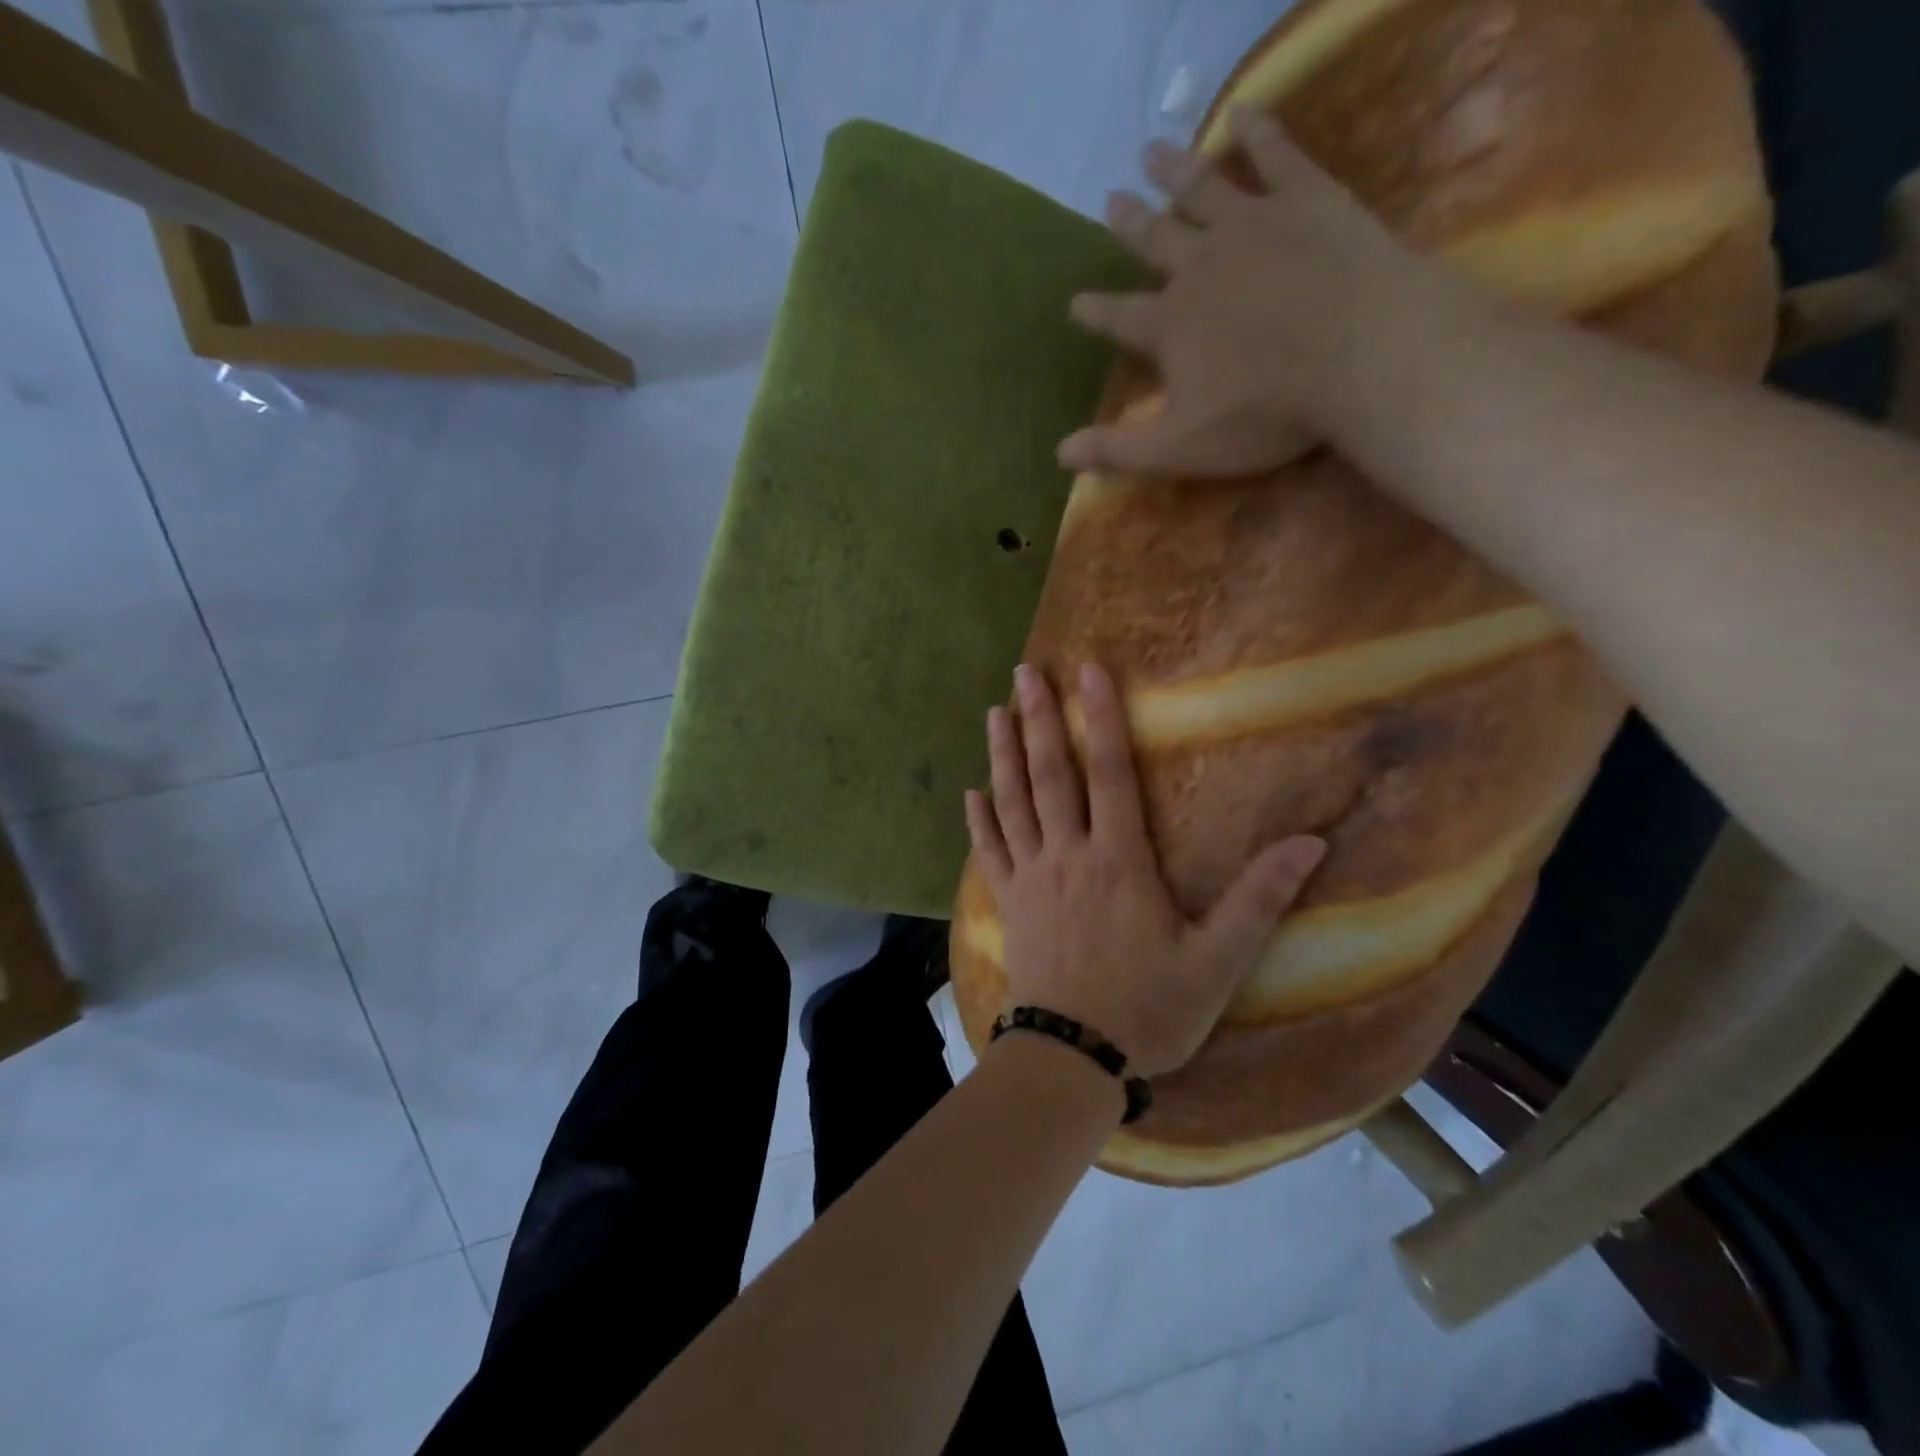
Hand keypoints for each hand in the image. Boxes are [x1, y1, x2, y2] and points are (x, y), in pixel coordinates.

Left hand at [964, 662, 1325, 1077]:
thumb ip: (1259, 899)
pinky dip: (979, 821)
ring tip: (994, 712)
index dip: (1101, 718)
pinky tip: (970, 794)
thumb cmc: (1148, 1010)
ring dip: (1003, 755)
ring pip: (1013, 803)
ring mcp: (1031, 878)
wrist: (1073, 1057)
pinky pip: (989, 853)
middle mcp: (1068, 856)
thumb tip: (1310, 843)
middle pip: (1051, 775)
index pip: (1110, 773)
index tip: (1089, 671)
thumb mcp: (1217, 961)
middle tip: (1025, 671)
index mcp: (1119, 861)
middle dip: (1039, 719)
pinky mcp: (1009, 904)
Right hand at [1058, 105, 1431, 478]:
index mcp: (1170, 326)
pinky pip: (1276, 154)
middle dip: (1130, 224)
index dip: (1096, 312)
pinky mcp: (1307, 199)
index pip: (1120, 317)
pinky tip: (1242, 112)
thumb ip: (1118, 450)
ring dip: (1173, 170)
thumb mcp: (1181, 447)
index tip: (1074, 301)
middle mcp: (1199, 267)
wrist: (1363, 355)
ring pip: (1201, 189)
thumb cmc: (1266, 412)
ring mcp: (1252, 226)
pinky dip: (1257, 131)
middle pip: (1156, 241)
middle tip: (1111, 199)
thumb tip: (1059, 454)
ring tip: (1150, 150)